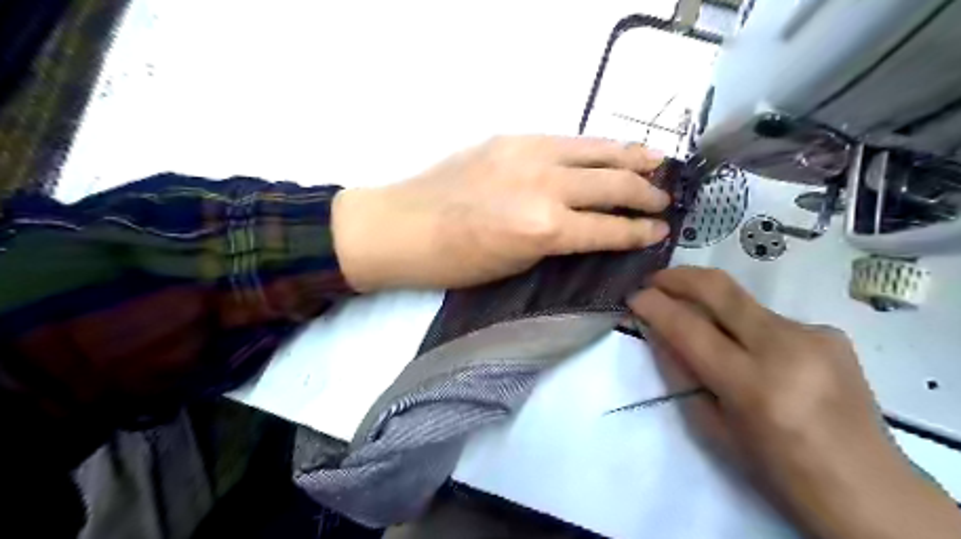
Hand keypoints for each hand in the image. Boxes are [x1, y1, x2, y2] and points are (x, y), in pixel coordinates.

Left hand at [330, 137, 669, 292]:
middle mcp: (545, 186)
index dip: (640, 232)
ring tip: (657, 163)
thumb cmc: (455, 261)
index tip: (661, 232)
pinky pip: (568, 140)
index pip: (608, 229)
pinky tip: (609, 150)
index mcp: (544, 229)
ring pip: (597, 151)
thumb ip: (556, 242)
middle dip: (646, 194)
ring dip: (632, 158)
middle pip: (613, 184)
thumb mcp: (515, 264)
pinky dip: (596, 147)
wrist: (403, 226)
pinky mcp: (513, 138)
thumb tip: (588, 229)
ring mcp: (529, 154)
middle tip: (665, 199)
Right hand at [632, 267, 959, 537]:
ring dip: (709, 303)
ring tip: (694, 318)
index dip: (654, 306)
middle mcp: (787, 348)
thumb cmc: (779, 472)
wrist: (870, 490)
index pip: (689, 328)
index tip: (632, 296)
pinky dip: (744, 326)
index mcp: (754, 385)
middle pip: (719, 289)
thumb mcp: (714, 429)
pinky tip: (751, 350)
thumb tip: (657, 333)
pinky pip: (768, 318)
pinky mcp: (830, 332)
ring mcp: (814, 334)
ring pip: (743, 301)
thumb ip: (682, 374)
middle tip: (653, 280)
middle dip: (677, 277)